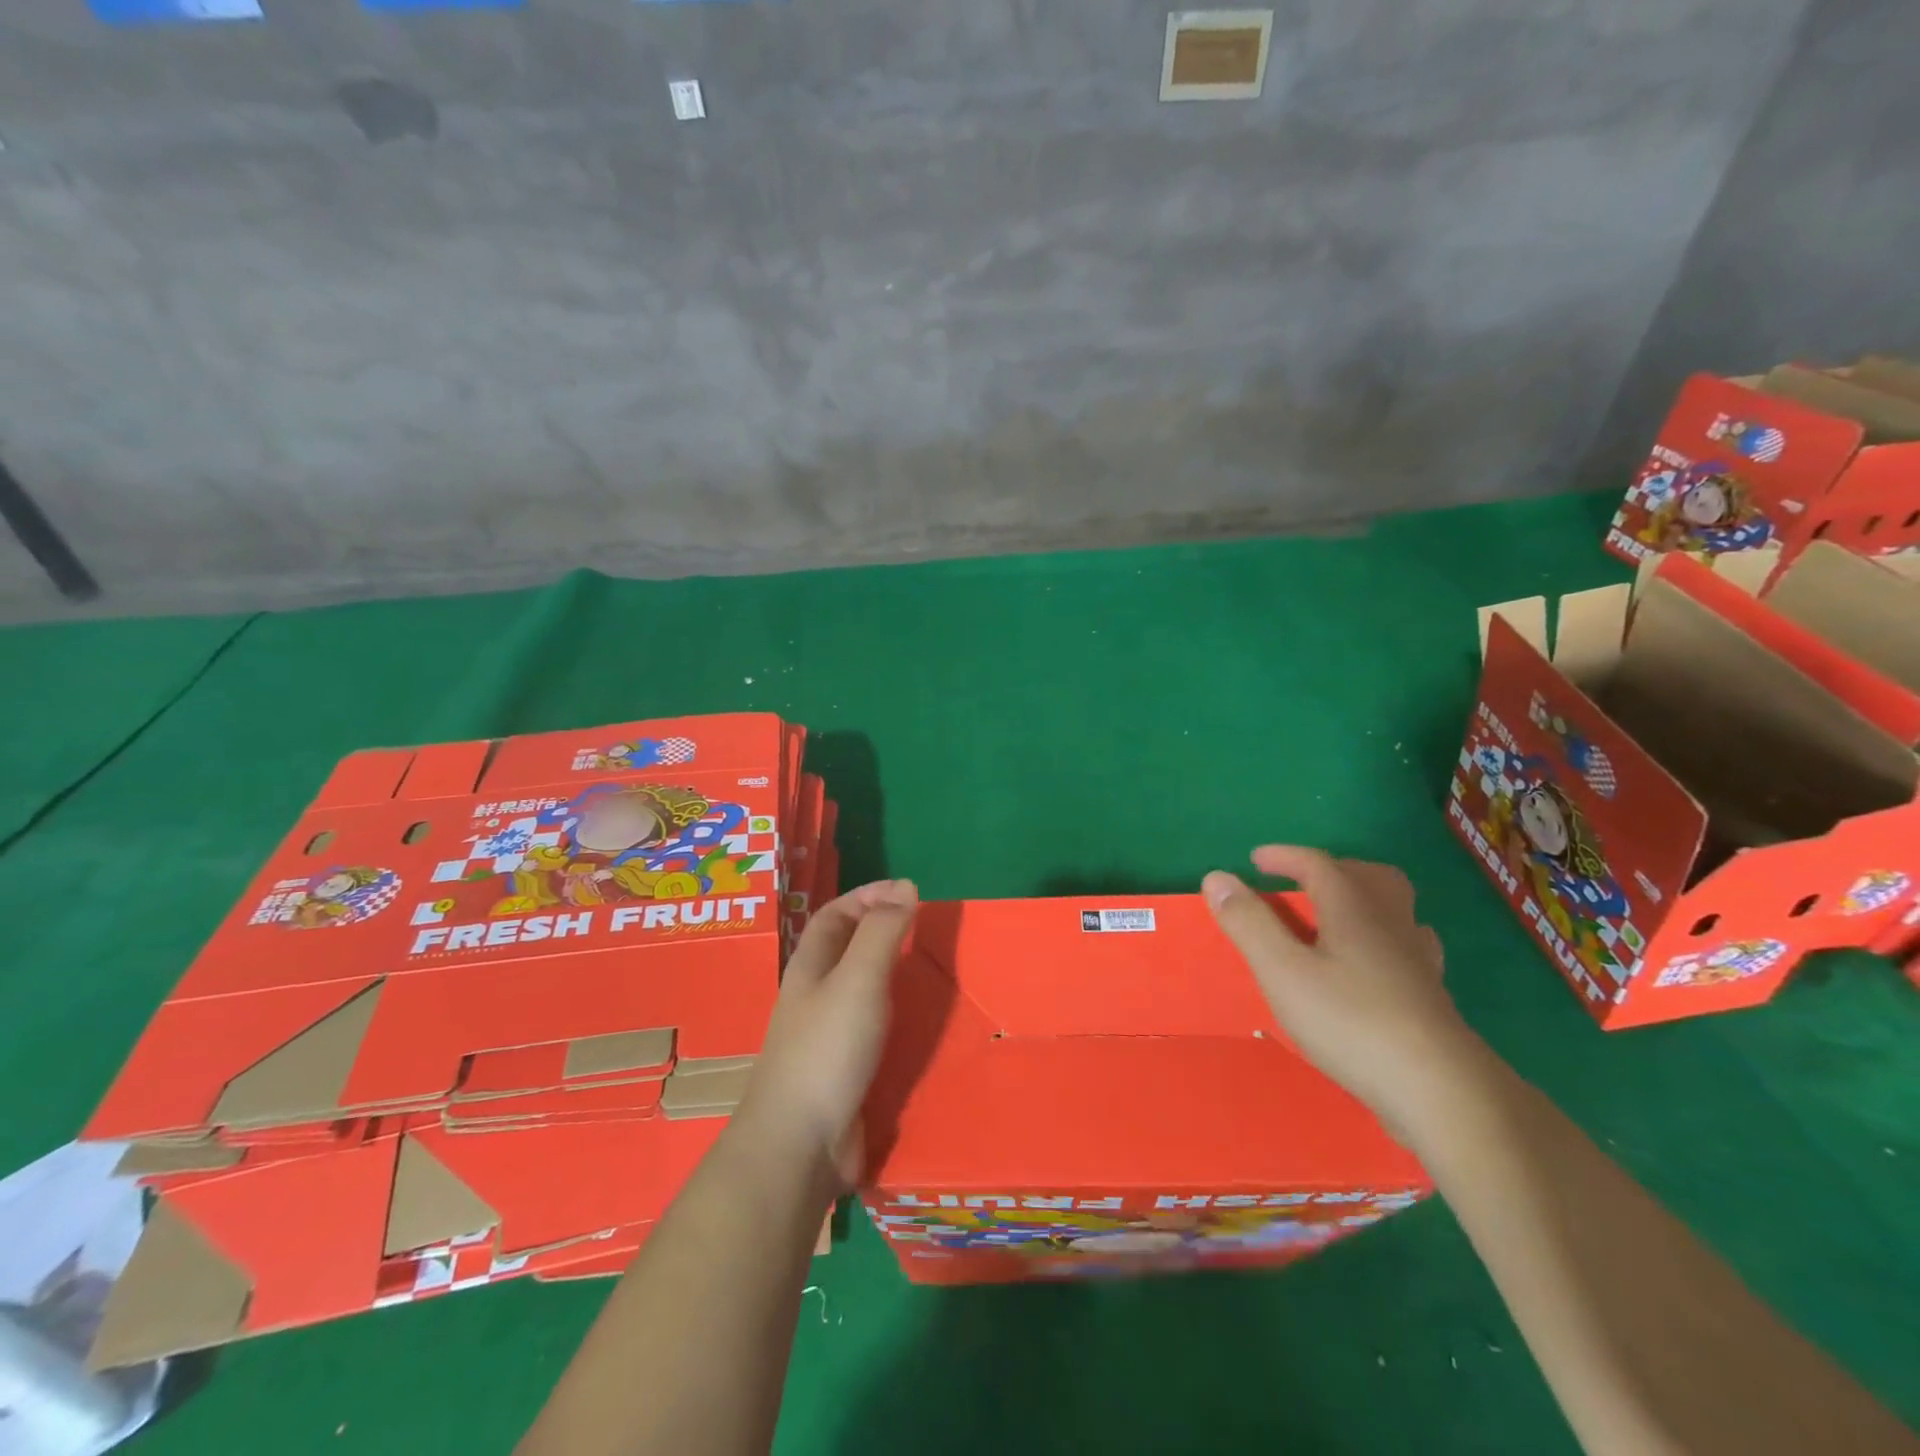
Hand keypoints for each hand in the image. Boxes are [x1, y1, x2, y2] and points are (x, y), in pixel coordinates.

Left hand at [735, 879, 918, 1187]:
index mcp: (810, 968)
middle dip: (879, 932)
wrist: (800, 1145)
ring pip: (860, 992)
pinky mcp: (843, 1074)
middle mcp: (814, 998)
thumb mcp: (859, 978)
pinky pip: (872, 1031)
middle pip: (844, 950)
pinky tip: (919, 1027)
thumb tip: (904, 887)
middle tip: (923, 929)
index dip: (866, 896)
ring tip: (928, 973)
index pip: (834, 916)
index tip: (907, 893)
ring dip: (890, 976)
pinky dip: (895, 1019)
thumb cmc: (827, 1049)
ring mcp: (826, 1038)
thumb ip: (883, 932)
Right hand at [1203, 846, 1478, 1136]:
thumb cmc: (1351, 1022)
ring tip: (1334, 920)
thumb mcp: (1283, 971)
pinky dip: (1382, 941)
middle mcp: (1390, 924)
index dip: (1285, 856)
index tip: (1255, 859)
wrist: (1440, 1091)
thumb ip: (1249, 923)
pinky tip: (1371, 967)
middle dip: (1334, 870)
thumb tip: (1216, 877)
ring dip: (1363, 902)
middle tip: (1302, 883)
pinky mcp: (1430, 997)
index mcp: (1353, 910)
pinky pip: (1408, 948)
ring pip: (1396, 911)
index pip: (1319, 865)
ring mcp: (1417, 961)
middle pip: (1371, 877)